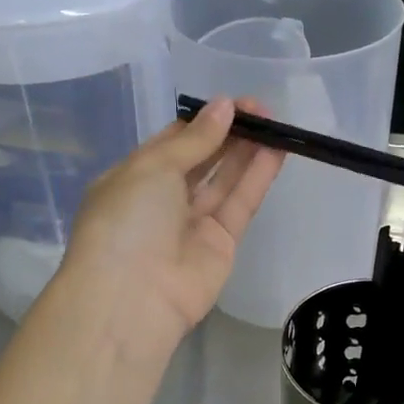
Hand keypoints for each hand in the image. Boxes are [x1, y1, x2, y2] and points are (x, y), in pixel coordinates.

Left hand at [57, 98, 283, 356]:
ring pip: (224, 179)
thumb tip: (224, 106)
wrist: (130, 299)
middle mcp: (162, 199)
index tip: (233, 103)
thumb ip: (195, 139)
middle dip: (229, 133)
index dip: (203, 121)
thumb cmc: (127, 221)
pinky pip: (241, 203)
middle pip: (202, 159)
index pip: (172, 142)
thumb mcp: (152, 167)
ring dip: (247, 150)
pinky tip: (276, 149)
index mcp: (134, 178)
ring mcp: (193, 223)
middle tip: (261, 110)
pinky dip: (257, 176)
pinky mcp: (222, 243)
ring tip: (274, 123)